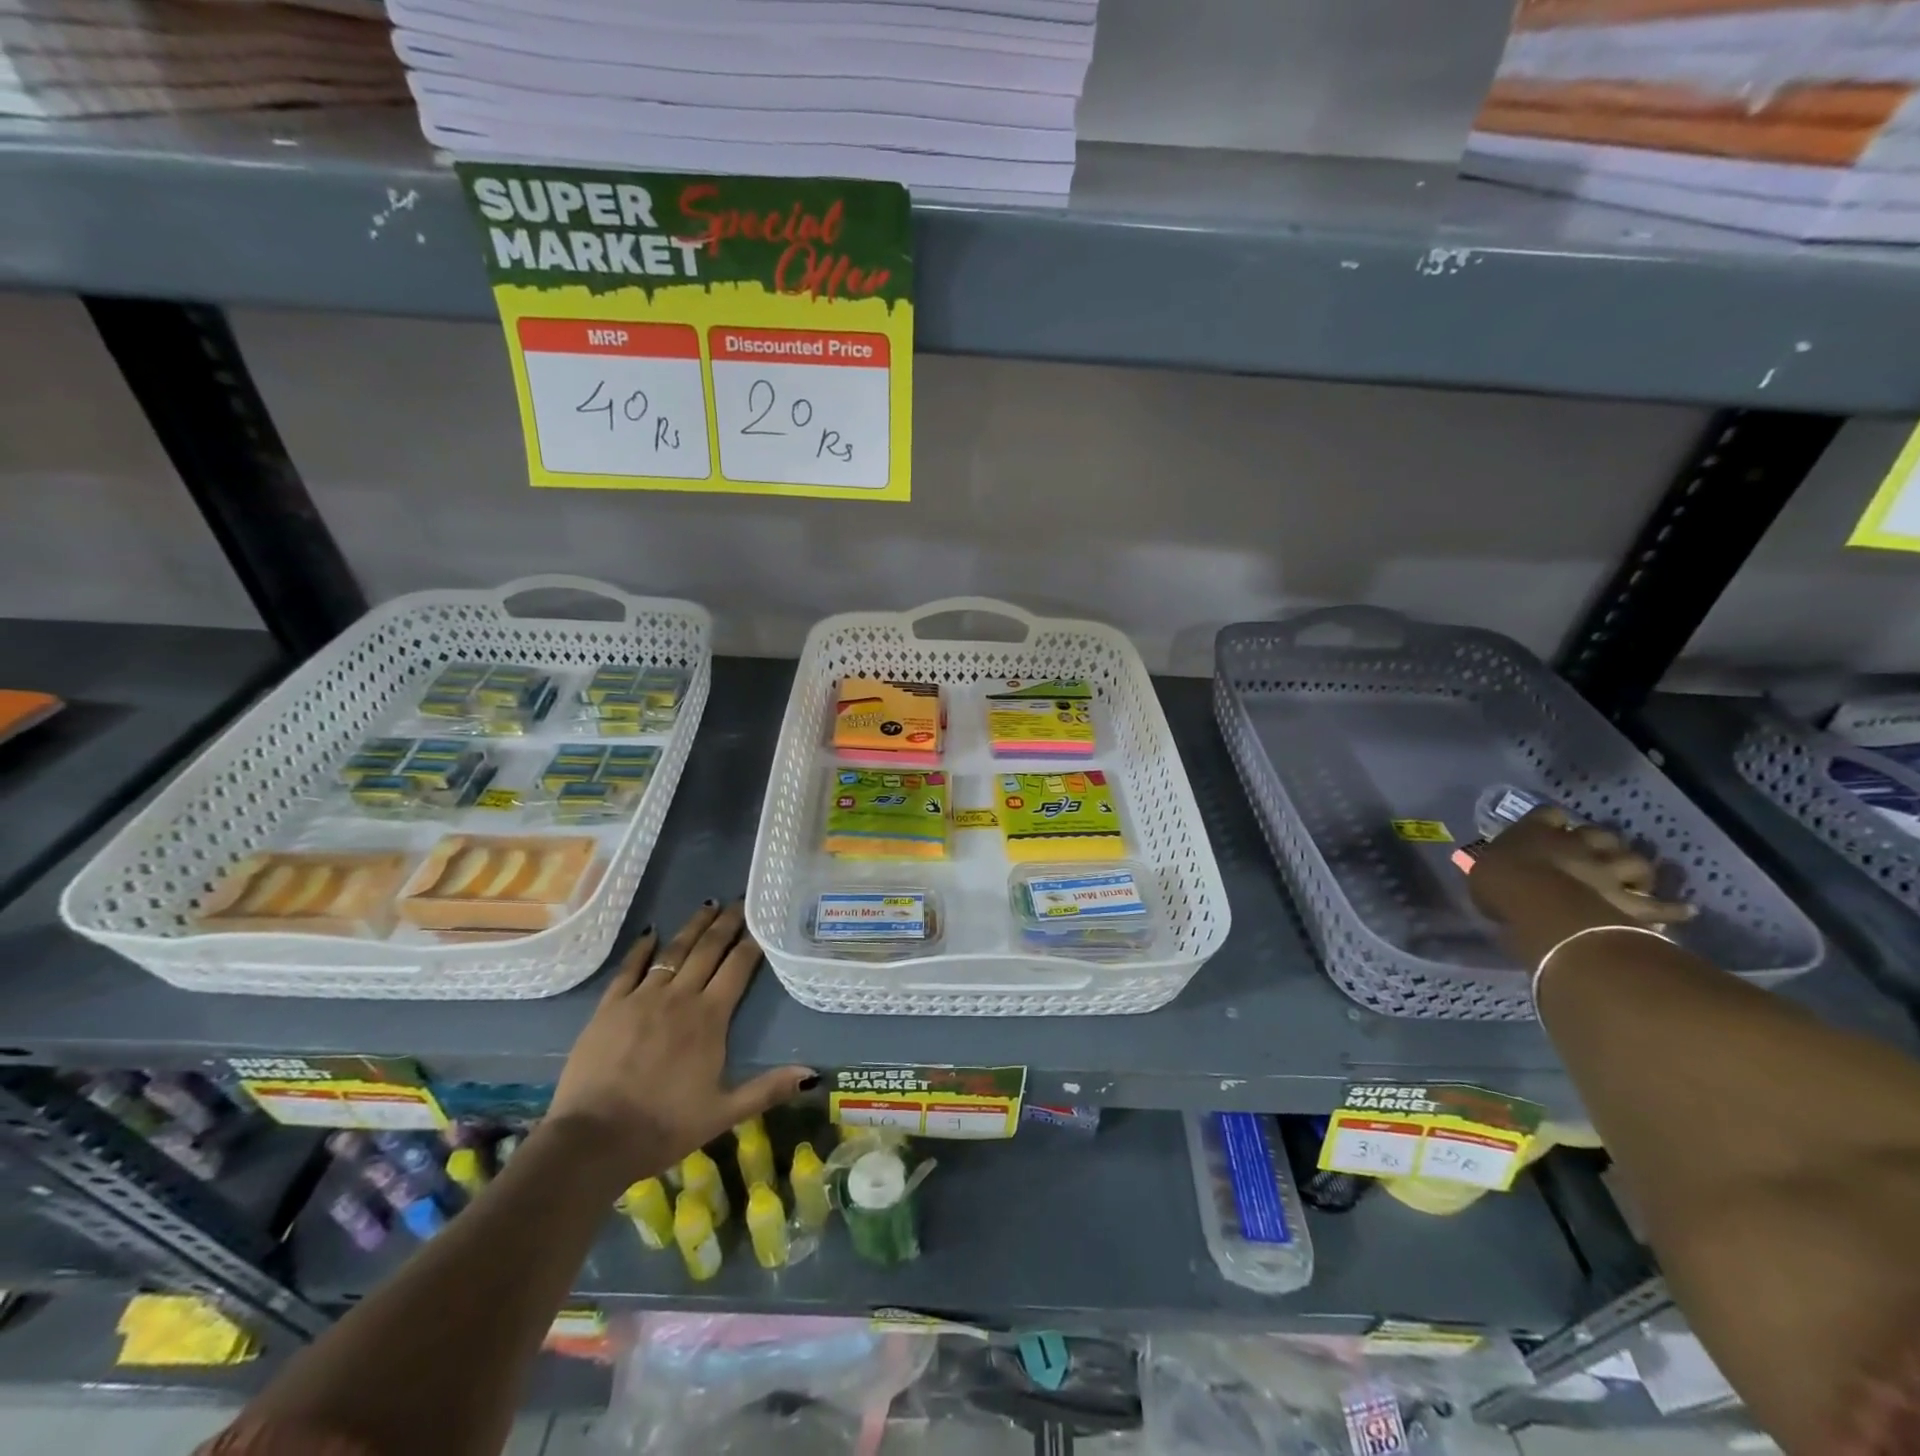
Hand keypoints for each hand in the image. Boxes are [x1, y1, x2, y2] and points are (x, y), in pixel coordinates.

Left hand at [546, 899, 814, 1187]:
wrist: (593, 1141)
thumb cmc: (663, 1127)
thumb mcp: (723, 1114)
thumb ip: (768, 1089)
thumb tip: (813, 1076)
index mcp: (710, 1018)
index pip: (737, 967)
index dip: (751, 941)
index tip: (761, 920)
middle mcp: (679, 997)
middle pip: (707, 950)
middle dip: (726, 923)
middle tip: (738, 900)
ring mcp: (641, 998)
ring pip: (673, 951)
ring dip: (693, 926)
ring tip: (707, 905)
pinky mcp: (610, 1007)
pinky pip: (629, 968)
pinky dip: (642, 948)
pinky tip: (651, 931)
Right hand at [1470, 807, 1693, 964]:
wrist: (1541, 904)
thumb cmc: (1500, 884)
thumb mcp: (1482, 872)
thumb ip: (1497, 867)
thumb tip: (1499, 870)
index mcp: (1536, 833)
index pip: (1547, 814)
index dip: (1551, 820)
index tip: (1549, 827)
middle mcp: (1577, 844)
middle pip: (1599, 834)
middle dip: (1602, 843)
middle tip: (1599, 855)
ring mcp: (1607, 870)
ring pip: (1633, 861)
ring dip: (1637, 869)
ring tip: (1638, 878)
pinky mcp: (1629, 900)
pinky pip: (1657, 904)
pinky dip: (1673, 907)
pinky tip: (1686, 909)